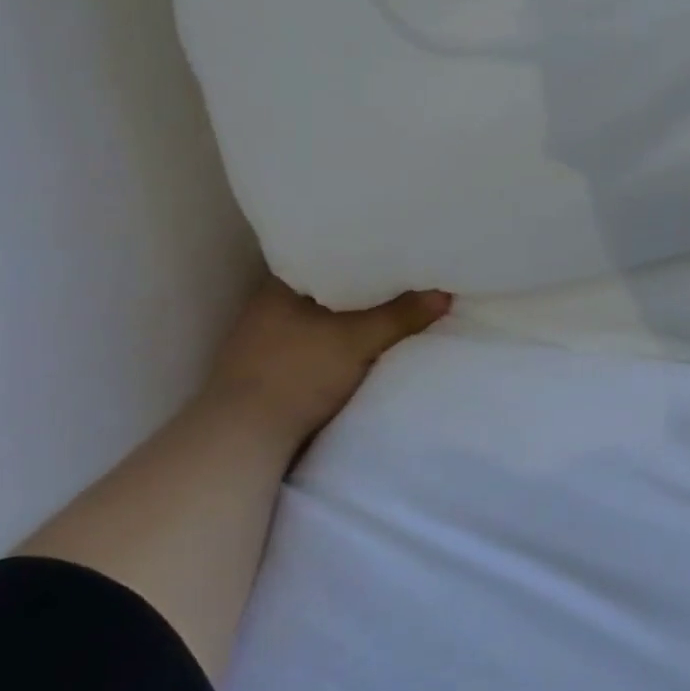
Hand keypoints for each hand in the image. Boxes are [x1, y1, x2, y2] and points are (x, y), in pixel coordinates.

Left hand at [204, 275, 451, 444]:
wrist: (245, 438)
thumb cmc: (297, 374)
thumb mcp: (358, 340)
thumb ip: (401, 316)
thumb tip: (444, 294)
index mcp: (279, 288)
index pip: (325, 257)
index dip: (360, 254)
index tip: (393, 252)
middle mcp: (267, 308)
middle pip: (326, 290)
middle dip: (361, 289)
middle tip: (403, 280)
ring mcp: (265, 342)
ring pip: (320, 319)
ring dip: (349, 319)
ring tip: (391, 310)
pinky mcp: (270, 372)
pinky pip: (315, 345)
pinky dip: (339, 343)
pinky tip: (363, 345)